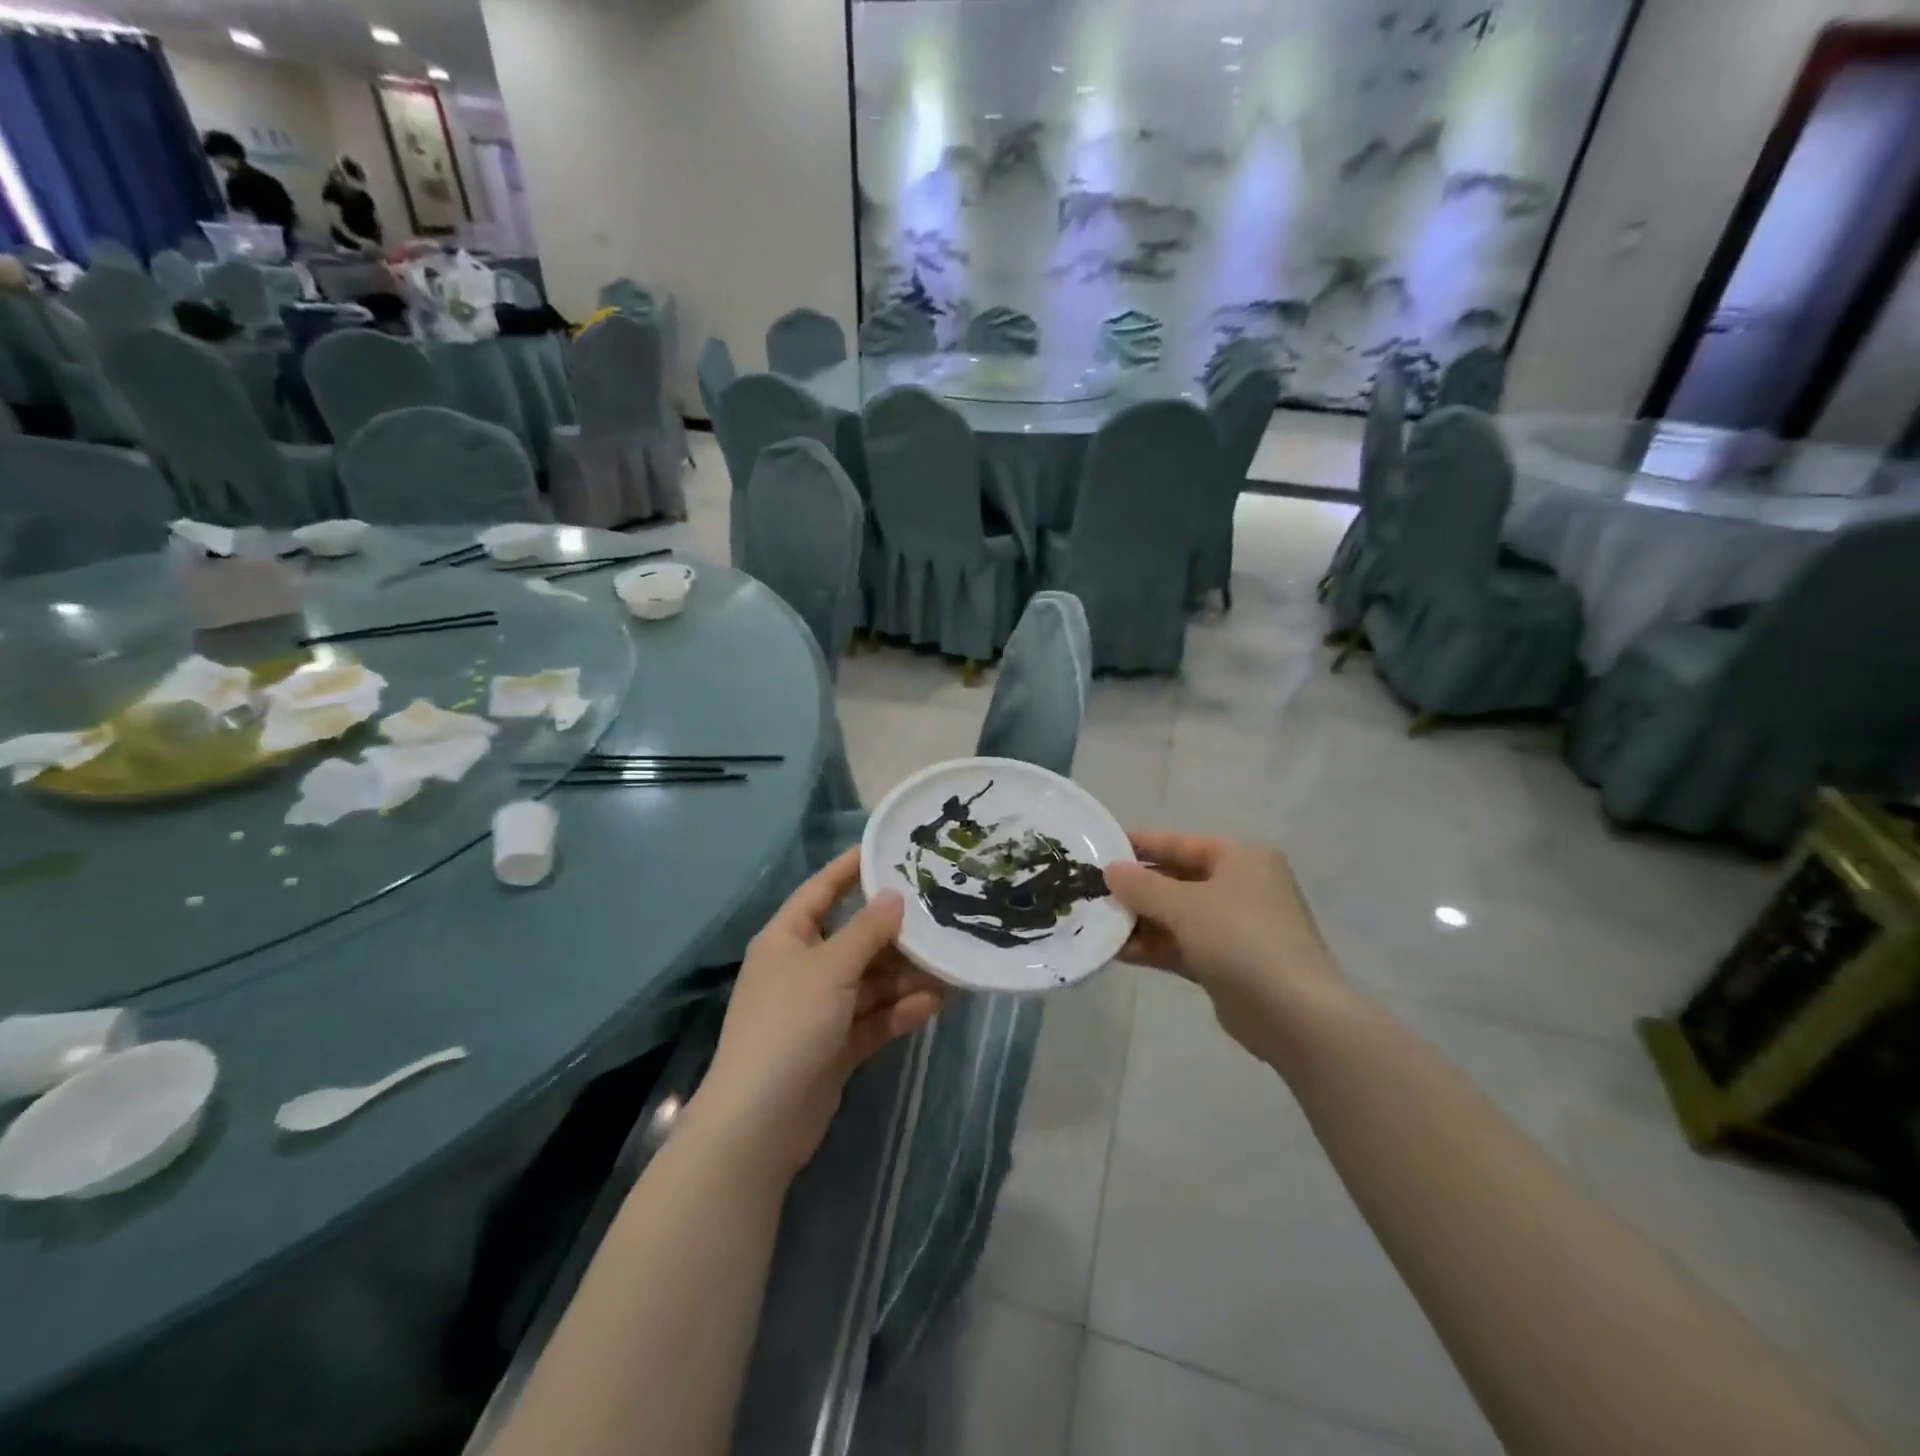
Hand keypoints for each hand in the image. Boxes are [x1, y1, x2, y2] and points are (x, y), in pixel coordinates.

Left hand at [693, 849, 945, 1177]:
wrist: (760, 1122)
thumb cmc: (790, 1024)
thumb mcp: (831, 968)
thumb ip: (867, 931)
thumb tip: (895, 895)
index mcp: (787, 939)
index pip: (821, 890)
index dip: (850, 869)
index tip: (888, 849)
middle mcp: (803, 969)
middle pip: (855, 939)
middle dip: (895, 933)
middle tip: (940, 915)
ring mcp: (819, 1010)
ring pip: (870, 982)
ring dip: (905, 976)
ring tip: (950, 965)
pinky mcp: (835, 1046)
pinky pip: (873, 1018)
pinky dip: (899, 1011)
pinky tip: (935, 1004)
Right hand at [1106, 833, 1345, 1064]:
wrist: (1293, 1013)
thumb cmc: (1240, 938)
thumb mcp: (1184, 905)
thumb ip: (1142, 886)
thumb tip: (1110, 870)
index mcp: (1241, 858)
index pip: (1180, 843)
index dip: (1140, 844)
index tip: (1101, 847)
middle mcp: (1241, 886)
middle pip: (1177, 880)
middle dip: (1136, 889)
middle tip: (1091, 891)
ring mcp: (1236, 927)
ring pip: (1177, 916)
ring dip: (1140, 921)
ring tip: (1096, 923)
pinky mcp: (1228, 963)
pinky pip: (1183, 945)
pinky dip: (1154, 947)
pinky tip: (1117, 952)